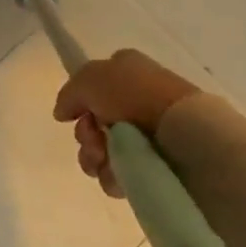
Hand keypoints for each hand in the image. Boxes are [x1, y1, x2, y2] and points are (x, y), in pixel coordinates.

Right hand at [52, 50, 198, 198]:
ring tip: (104, 160)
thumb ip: (69, 93)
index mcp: (127, 71)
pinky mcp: (155, 164)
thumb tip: (62, 113)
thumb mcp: (90, 78)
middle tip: (94, 138)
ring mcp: (148, 134)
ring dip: (95, 156)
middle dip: (86, 134)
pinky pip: (120, 173)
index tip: (78, 114)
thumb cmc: (136, 96)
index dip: (81, 101)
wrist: (183, 134)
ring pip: (103, 149)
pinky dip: (112, 176)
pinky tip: (118, 175)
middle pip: (94, 121)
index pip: (93, 86)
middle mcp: (137, 100)